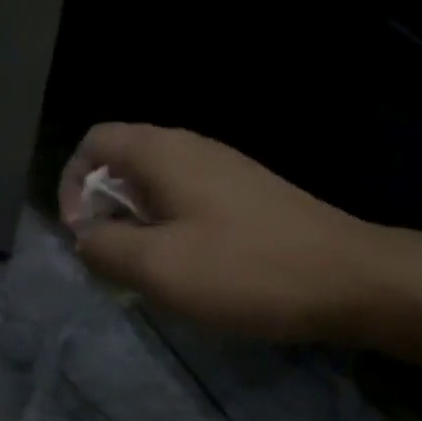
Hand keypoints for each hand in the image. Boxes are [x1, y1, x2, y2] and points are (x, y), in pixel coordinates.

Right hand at [58, 124, 388, 343]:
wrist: (350, 279)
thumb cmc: (244, 270)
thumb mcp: (157, 267)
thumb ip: (103, 248)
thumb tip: (86, 237)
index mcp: (163, 153)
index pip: (93, 142)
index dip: (72, 185)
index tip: (83, 235)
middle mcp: (191, 148)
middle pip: (121, 164)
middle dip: (103, 211)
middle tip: (113, 262)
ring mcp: (223, 170)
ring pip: (154, 187)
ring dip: (136, 226)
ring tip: (147, 273)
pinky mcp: (246, 196)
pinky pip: (187, 203)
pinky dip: (169, 231)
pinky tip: (189, 271)